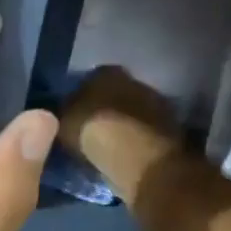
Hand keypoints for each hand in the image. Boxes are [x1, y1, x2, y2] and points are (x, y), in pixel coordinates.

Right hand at [58, 65, 184, 206]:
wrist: (137, 157)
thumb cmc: (94, 133)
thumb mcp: (63, 123)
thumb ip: (62, 113)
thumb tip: (59, 112)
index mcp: (106, 72)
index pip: (90, 79)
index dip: (81, 97)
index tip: (74, 115)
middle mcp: (134, 80)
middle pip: (116, 94)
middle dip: (106, 109)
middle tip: (92, 130)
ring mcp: (156, 104)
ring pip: (133, 112)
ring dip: (124, 124)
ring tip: (110, 145)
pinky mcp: (171, 128)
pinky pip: (146, 131)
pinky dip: (138, 140)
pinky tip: (128, 154)